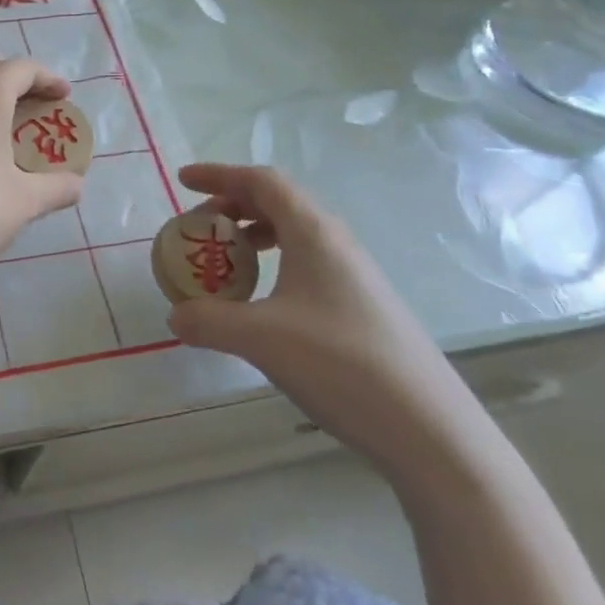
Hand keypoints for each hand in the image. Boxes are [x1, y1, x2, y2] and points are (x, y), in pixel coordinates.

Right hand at [167, 163, 470, 466]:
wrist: (430, 429)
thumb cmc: (340, 364)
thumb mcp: (260, 339)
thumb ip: (208, 321)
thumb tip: (175, 315)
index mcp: (314, 233)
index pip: (262, 181)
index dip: (219, 174)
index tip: (183, 180)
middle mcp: (335, 243)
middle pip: (278, 202)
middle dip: (232, 205)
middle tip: (198, 227)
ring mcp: (354, 275)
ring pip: (294, 234)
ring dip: (253, 235)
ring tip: (225, 261)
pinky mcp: (361, 306)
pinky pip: (306, 264)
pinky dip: (274, 265)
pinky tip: (261, 302)